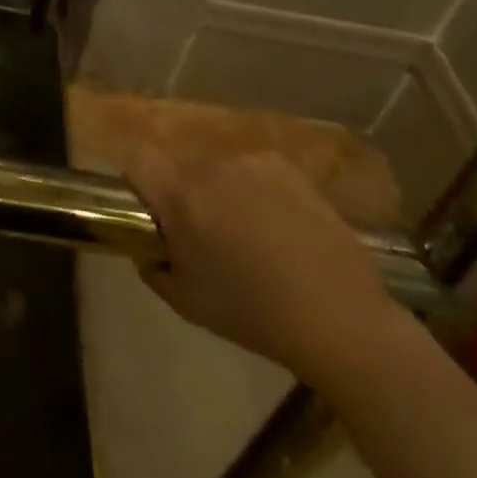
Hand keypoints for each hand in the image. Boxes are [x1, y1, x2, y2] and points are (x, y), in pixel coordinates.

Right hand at [125, 144, 402, 382]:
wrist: (342, 319)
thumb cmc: (254, 316)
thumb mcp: (188, 303)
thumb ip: (154, 266)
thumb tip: (146, 247)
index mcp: (180, 195)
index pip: (136, 158)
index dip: (134, 178)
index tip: (145, 206)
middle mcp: (209, 165)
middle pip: (180, 166)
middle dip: (183, 192)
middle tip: (203, 233)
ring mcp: (250, 161)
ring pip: (217, 169)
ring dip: (220, 191)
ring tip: (249, 235)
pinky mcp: (285, 166)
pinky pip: (253, 170)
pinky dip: (256, 190)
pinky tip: (279, 227)